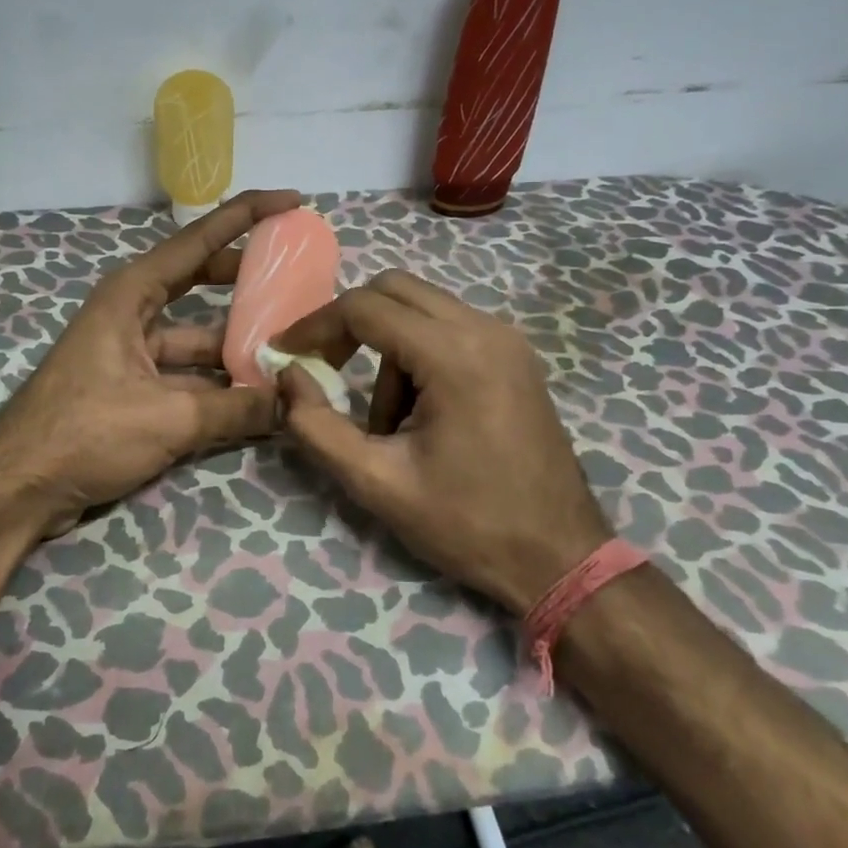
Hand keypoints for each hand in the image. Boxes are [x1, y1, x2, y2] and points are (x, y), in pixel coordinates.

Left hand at [0, 189, 302, 534]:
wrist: (17, 487)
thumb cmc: (85, 432)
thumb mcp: (168, 417)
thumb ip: (236, 408)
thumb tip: (294, 403)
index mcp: (132, 293)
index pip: (199, 240)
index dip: (247, 215)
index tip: (291, 201)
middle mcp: (132, 311)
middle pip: (201, 280)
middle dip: (248, 278)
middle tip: (299, 277)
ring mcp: (131, 349)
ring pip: (197, 334)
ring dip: (237, 340)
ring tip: (291, 342)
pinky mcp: (132, 386)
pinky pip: (187, 371)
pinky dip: (218, 380)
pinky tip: (257, 393)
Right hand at [273, 269, 611, 614]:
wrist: (562, 558)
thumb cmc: (469, 524)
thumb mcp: (377, 483)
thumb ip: (317, 426)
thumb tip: (287, 376)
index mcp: (454, 355)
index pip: (364, 308)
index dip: (314, 326)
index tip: (285, 354)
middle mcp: (484, 329)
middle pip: (393, 288)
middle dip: (349, 323)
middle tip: (325, 368)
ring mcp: (506, 338)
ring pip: (420, 307)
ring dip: (386, 347)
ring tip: (387, 421)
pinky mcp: (514, 355)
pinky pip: (448, 327)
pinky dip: (417, 351)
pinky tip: (420, 411)